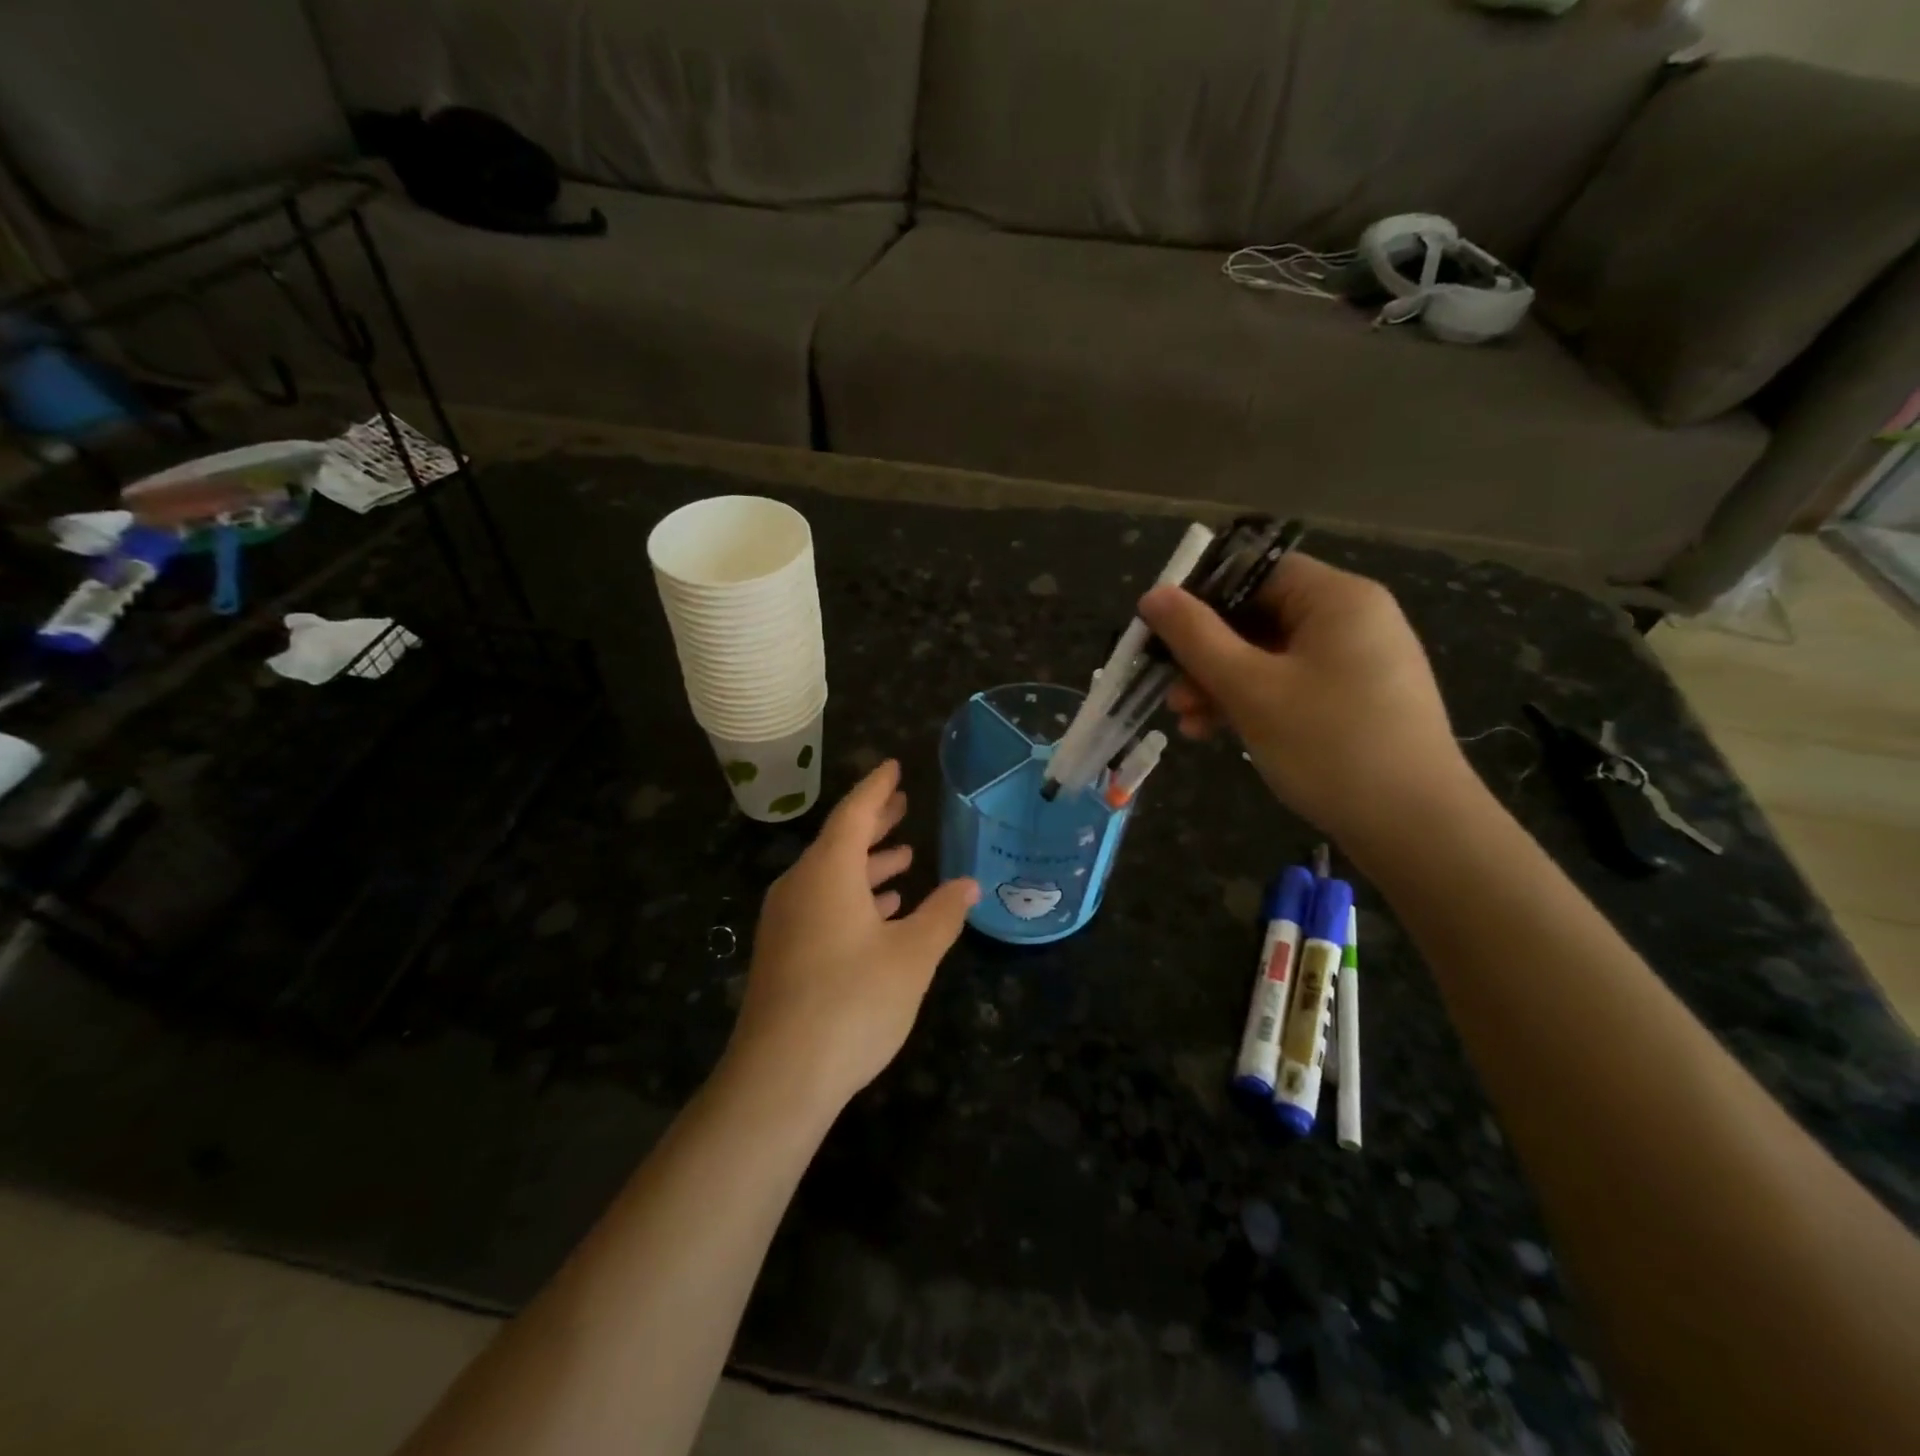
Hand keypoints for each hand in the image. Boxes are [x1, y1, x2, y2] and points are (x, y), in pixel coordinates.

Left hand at [721, 761, 978, 1120]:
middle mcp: (800, 886)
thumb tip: (968, 884)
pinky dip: (853, 898)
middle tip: (903, 805)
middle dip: (874, 823)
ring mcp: (786, 921)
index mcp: (827, 872)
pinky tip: (881, 912)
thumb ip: (941, 915)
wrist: (779, 1077)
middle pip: (839, 841)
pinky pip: (822, 905)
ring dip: (867, 864)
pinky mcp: (783, 953)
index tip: (893, 767)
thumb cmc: (852, 1002)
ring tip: (903, 857)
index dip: (877, 788)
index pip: (854, 813)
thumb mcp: (912, 956)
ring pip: (831, 876)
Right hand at [1138, 552, 1475, 849]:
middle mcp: (1352, 620)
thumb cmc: (1329, 744)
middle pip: (1259, 617)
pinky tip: (1216, 733)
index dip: (1202, 595)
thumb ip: (1196, 637)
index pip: (1256, 572)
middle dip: (1206, 654)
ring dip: (1221, 684)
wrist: (1415, 828)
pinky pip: (1290, 686)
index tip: (1160, 631)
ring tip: (1186, 721)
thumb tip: (1154, 594)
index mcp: (1337, 599)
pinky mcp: (1355, 702)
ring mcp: (1357, 664)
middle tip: (1169, 689)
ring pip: (1269, 657)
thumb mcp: (1250, 689)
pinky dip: (1252, 703)